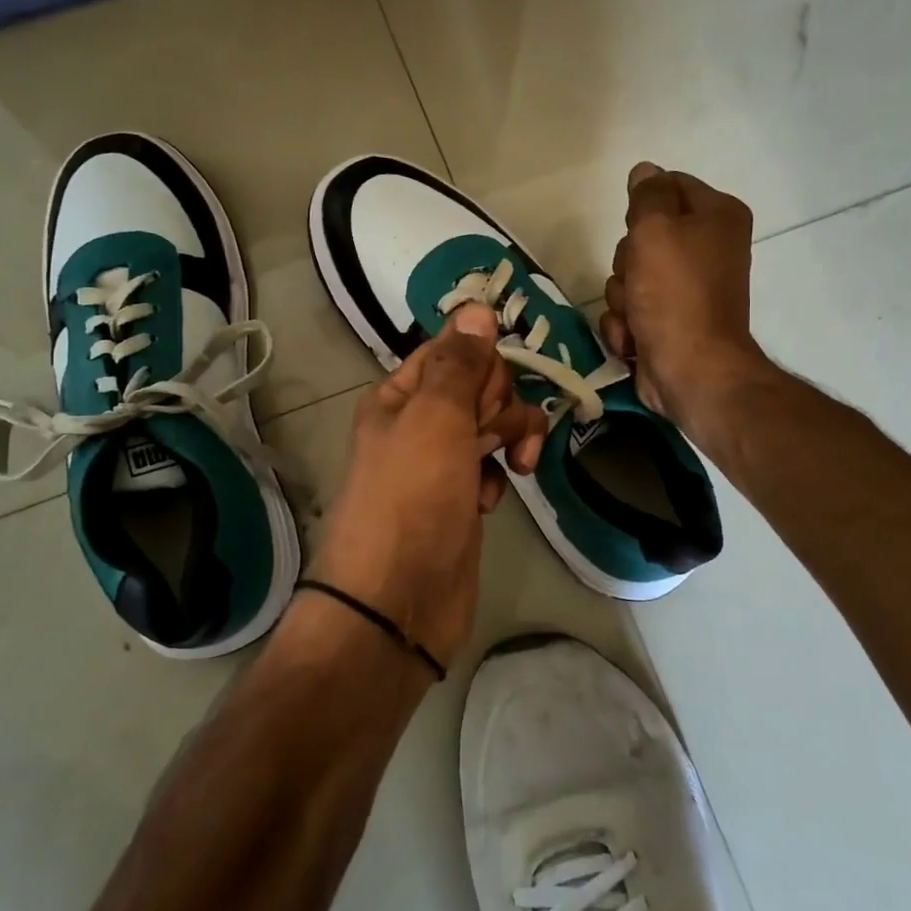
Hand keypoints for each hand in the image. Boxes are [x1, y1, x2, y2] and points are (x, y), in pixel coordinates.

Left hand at [306, 303, 548, 671]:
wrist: (397, 601)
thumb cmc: (412, 499)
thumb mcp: (436, 418)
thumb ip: (460, 364)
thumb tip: (477, 308)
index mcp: (399, 396)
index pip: (452, 351)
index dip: (481, 365)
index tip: (490, 393)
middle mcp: (417, 424)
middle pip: (479, 386)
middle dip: (500, 403)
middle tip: (493, 435)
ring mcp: (440, 464)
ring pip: (492, 425)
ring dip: (509, 436)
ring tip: (514, 466)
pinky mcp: (460, 499)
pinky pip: (491, 466)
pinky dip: (497, 475)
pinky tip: (491, 499)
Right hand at [600, 162, 767, 423]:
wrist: (691, 371)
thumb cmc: (675, 294)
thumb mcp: (656, 230)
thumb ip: (648, 195)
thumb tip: (646, 171)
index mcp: (718, 217)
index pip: (669, 185)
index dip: (643, 206)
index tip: (638, 229)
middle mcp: (707, 248)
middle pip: (643, 235)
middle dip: (628, 261)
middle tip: (639, 278)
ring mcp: (687, 289)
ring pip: (629, 275)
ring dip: (622, 298)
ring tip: (637, 315)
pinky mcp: (668, 322)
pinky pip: (630, 310)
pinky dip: (626, 325)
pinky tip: (634, 338)